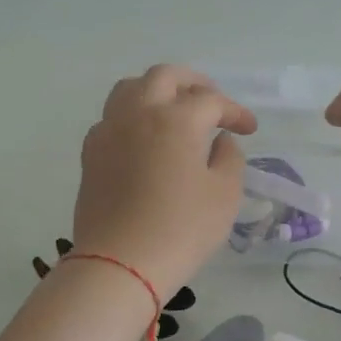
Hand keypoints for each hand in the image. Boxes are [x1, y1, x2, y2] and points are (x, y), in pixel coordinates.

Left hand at [74, 65, 256, 295]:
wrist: (120, 263)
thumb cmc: (181, 229)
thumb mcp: (225, 195)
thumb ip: (229, 158)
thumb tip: (219, 141)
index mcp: (176, 119)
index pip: (211, 101)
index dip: (235, 111)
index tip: (249, 128)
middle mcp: (139, 113)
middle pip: (165, 76)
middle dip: (194, 83)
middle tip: (212, 101)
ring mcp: (109, 130)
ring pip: (130, 88)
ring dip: (157, 90)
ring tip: (174, 110)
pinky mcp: (91, 152)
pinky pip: (112, 117)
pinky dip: (133, 115)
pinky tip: (144, 138)